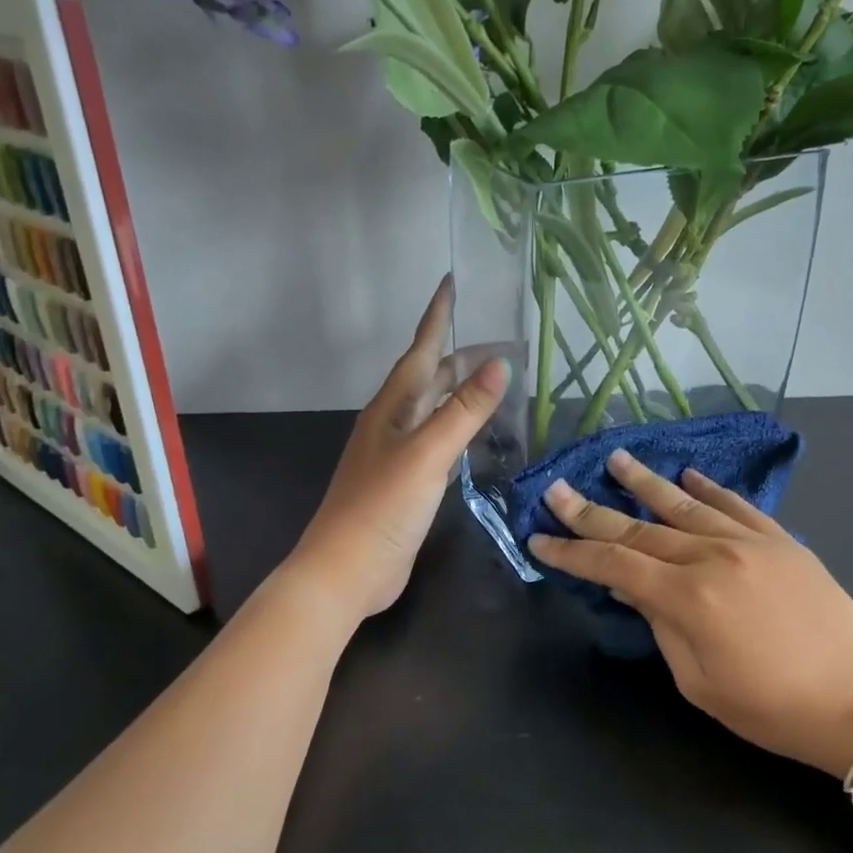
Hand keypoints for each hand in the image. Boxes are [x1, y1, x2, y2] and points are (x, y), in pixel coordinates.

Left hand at [293, 277, 509, 619]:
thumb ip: (463, 411)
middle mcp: (393, 423)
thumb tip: (499, 364)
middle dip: (463, 357)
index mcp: (392, 407)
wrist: (347, 570)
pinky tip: (476, 435)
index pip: (422, 350)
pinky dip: (459, 429)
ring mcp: (398, 454)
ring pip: (435, 409)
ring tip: (496, 381)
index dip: (437, 317)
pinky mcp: (407, 482)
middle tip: (504, 346)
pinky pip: (438, 441)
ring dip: (462, 392)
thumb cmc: (382, 507)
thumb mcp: (427, 454)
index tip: (451, 282)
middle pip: (431, 378)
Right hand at [528, 451, 852, 777]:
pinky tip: (687, 475)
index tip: (540, 538)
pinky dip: (708, 488)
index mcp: (689, 598)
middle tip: (557, 488)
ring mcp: (750, 542)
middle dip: (591, 511)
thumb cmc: (773, 708)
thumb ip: (660, 626)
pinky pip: (736, 505)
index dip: (573, 552)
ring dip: (645, 482)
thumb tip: (628, 584)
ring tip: (616, 459)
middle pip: (639, 528)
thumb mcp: (700, 682)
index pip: (614, 564)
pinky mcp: (780, 541)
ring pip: (684, 505)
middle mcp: (713, 557)